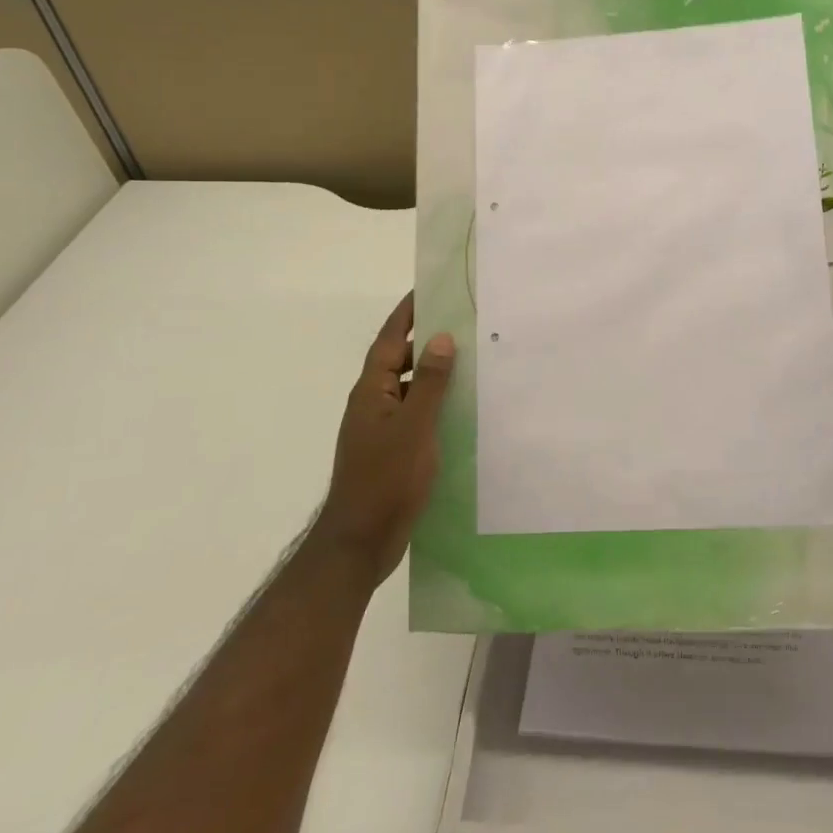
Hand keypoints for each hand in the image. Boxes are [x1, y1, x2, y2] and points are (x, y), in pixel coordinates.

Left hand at [318, 293, 454, 588]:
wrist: (361, 542)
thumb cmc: (386, 479)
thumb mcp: (414, 427)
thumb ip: (431, 383)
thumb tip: (442, 338)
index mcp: (372, 392)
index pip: (390, 340)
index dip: (406, 314)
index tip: (427, 290)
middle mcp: (374, 404)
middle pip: (401, 361)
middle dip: (427, 340)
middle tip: (463, 322)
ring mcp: (382, 429)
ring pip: (411, 389)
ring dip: (436, 373)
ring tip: (472, 359)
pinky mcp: (393, 451)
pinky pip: (418, 414)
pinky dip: (438, 404)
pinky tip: (463, 408)